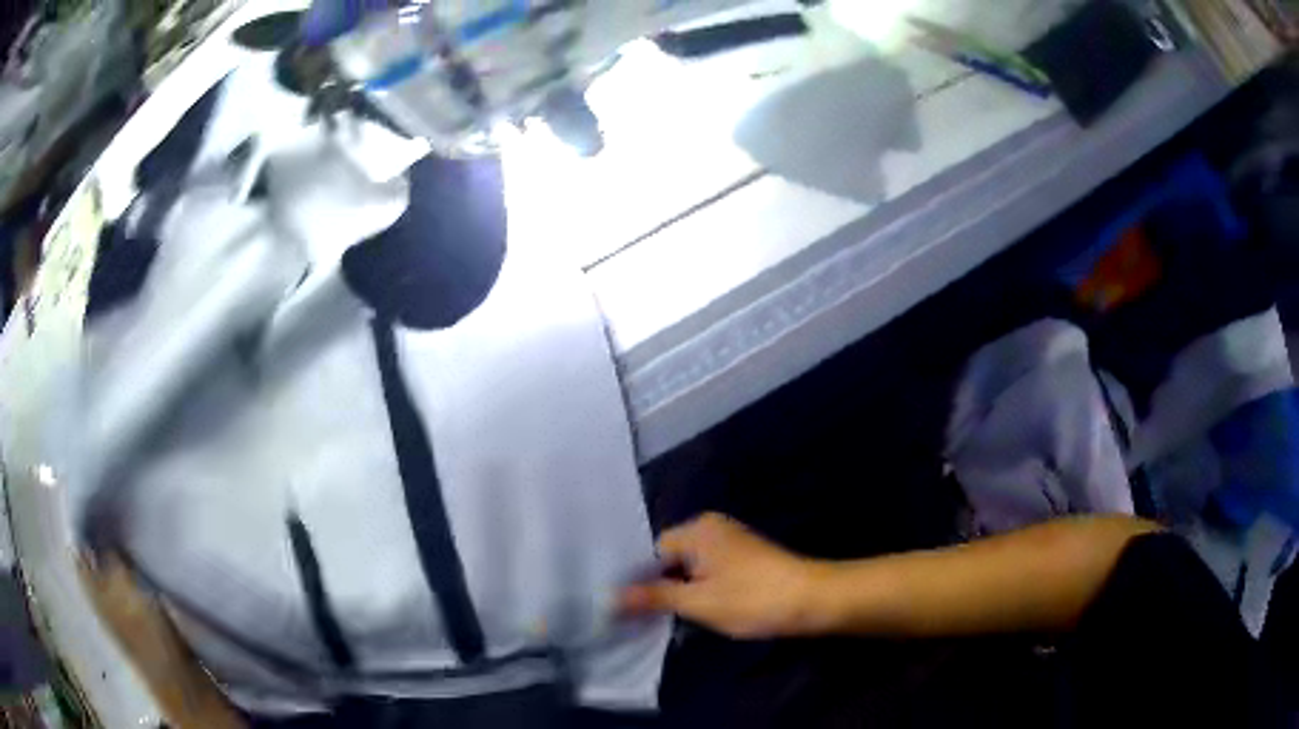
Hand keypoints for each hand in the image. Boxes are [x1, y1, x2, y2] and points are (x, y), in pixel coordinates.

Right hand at [617, 513, 828, 638]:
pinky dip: (700, 588)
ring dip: (680, 590)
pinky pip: (708, 569)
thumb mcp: (698, 602)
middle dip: (659, 586)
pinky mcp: (744, 557)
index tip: (628, 609)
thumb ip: (653, 597)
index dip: (639, 581)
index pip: (651, 552)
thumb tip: (610, 597)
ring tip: (667, 618)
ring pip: (689, 566)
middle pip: (670, 558)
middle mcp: (712, 527)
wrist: (813, 600)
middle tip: (644, 618)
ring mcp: (731, 541)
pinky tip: (697, 610)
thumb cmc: (752, 599)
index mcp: (697, 529)